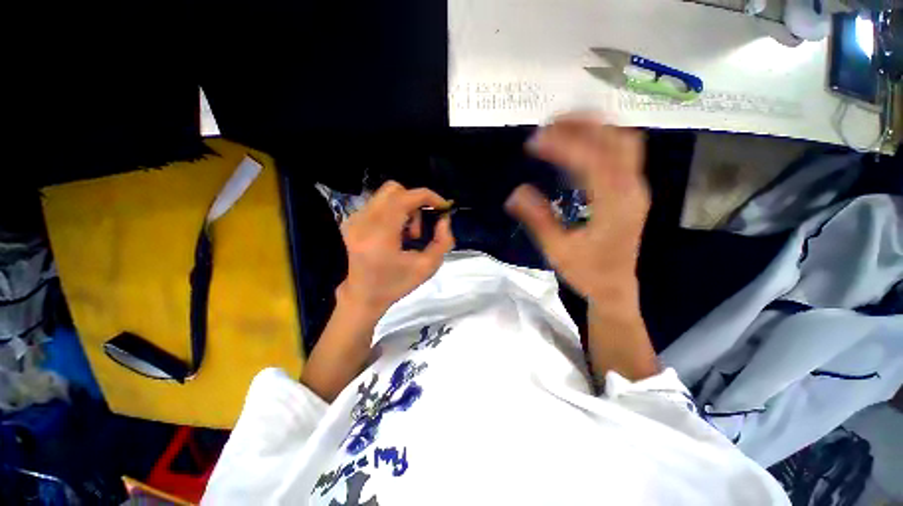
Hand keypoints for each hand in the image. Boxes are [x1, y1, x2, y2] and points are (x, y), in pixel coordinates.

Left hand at [339, 181, 454, 319]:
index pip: (404, 198)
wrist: (363, 296)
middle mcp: (362, 222)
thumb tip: (444, 219)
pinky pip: (379, 204)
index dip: (427, 196)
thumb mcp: (427, 267)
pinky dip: (394, 212)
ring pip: (387, 196)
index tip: (441, 207)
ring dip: (405, 209)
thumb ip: (443, 241)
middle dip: (415, 203)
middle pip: (394, 190)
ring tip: (407, 235)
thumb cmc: (396, 284)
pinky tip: (396, 234)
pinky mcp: (351, 221)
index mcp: (379, 234)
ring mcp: (353, 220)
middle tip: (420, 228)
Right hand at [505, 113, 648, 303]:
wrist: (614, 287)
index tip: (534, 141)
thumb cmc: (586, 272)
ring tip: (561, 126)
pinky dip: (599, 140)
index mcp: (615, 205)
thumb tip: (515, 193)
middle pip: (617, 139)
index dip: (564, 145)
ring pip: (623, 141)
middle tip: (549, 123)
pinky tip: (577, 144)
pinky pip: (621, 153)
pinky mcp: (630, 190)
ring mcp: (635, 188)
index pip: (594, 160)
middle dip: (582, 123)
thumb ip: (538, 220)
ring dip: (593, 128)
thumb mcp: (557, 250)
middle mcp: (632, 189)